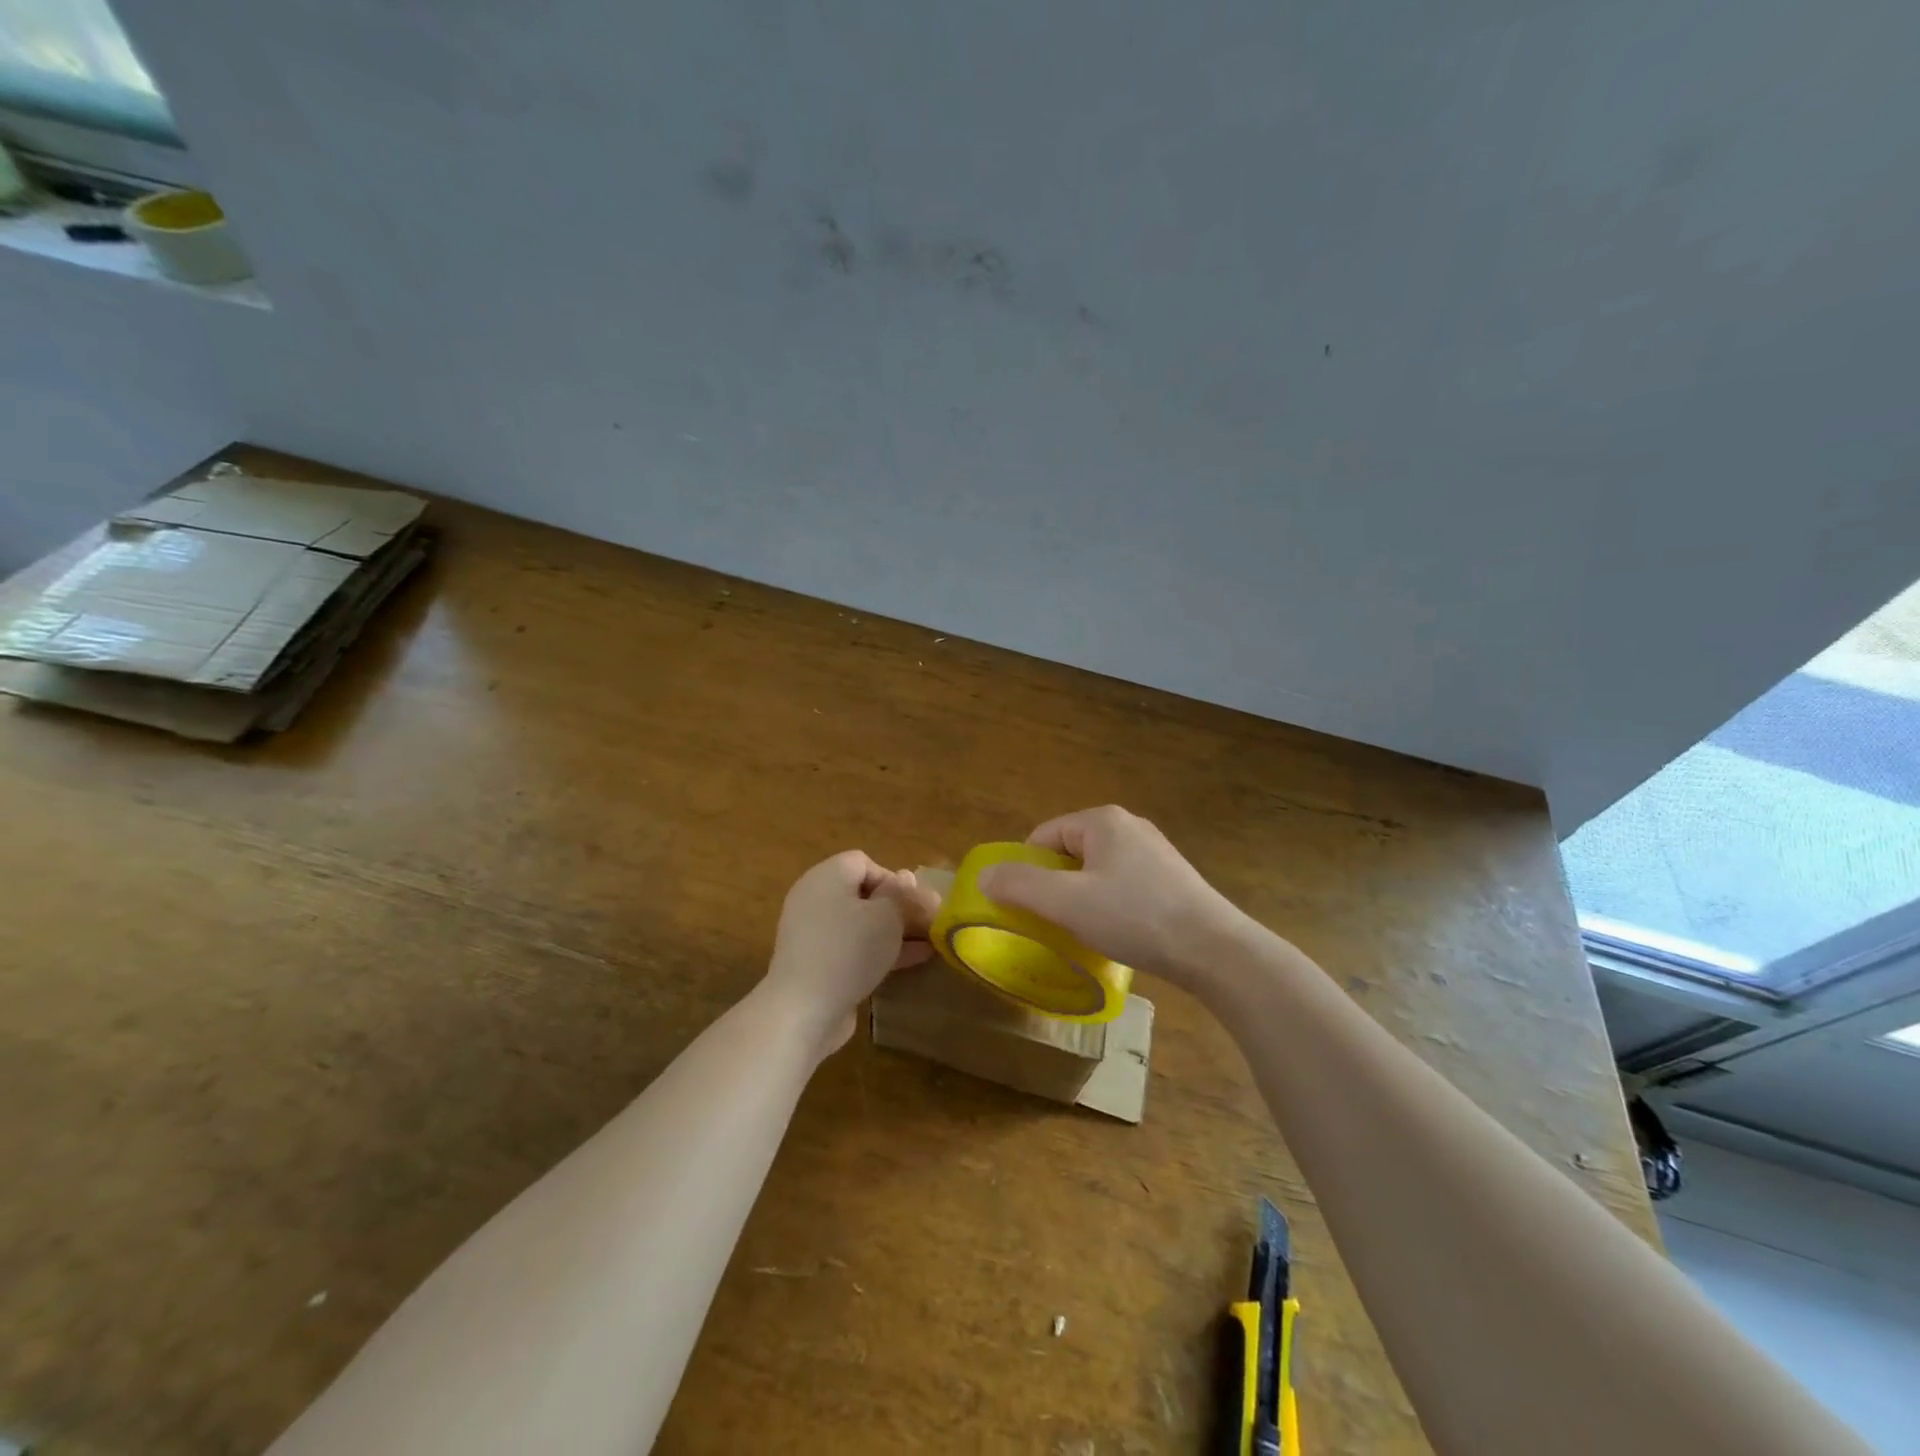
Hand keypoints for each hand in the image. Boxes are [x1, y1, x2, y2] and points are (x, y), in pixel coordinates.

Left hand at [762, 850, 940, 1057]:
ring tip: (929, 942)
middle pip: (864, 894)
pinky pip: (853, 948)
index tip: (914, 903)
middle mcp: (815, 899)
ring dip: (895, 931)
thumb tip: (905, 877)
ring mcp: (814, 934)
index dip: (892, 879)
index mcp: (827, 877)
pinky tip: (913, 960)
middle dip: (899, 908)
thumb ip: (901, 894)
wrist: (804, 1009)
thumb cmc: (849, 949)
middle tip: (929, 922)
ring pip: (861, 924)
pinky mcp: (817, 964)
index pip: (863, 863)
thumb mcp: (886, 916)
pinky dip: (880, 950)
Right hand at [977, 805, 1248, 989]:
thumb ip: (1020, 886)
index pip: (1044, 835)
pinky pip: (1124, 883)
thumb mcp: (1066, 903)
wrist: (1214, 950)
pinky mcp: (1172, 877)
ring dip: (1083, 897)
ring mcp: (1155, 850)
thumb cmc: (1134, 917)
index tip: (1025, 906)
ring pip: (1097, 870)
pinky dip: (1111, 904)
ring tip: (1084, 931)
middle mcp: (1129, 825)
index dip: (1027, 869)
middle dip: (1056, 884)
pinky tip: (1118, 931)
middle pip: (1070, 851)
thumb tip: (985, 876)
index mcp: (1102, 820)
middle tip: (1053, 921)